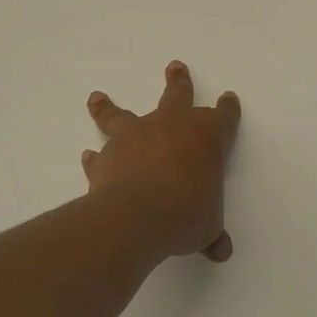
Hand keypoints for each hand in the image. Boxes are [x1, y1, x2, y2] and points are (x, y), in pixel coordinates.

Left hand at [84, 61, 241, 263]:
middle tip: (174, 67)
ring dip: (109, 106)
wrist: (138, 215)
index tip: (229, 98)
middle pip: (177, 95)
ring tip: (97, 96)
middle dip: (178, 81)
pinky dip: (94, 158)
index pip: (223, 116)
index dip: (227, 108)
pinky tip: (88, 156)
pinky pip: (99, 154)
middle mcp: (171, 126)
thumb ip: (211, 233)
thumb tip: (220, 250)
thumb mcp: (207, 227)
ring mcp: (136, 136)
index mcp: (206, 136)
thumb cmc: (186, 214)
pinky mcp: (107, 156)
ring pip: (121, 114)